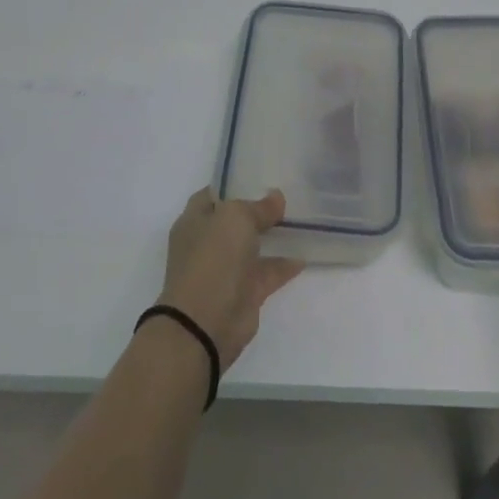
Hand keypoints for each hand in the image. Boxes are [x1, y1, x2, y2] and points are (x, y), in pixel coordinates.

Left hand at [159, 187, 303, 365]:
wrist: (205, 323)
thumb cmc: (213, 258)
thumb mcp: (236, 218)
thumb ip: (258, 207)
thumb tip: (276, 197)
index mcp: (195, 220)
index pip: (214, 193)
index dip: (235, 183)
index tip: (261, 175)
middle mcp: (208, 242)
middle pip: (235, 220)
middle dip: (257, 209)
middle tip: (286, 194)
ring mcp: (226, 269)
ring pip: (252, 246)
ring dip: (272, 236)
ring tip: (299, 220)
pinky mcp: (244, 293)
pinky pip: (267, 272)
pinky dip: (283, 265)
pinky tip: (303, 256)